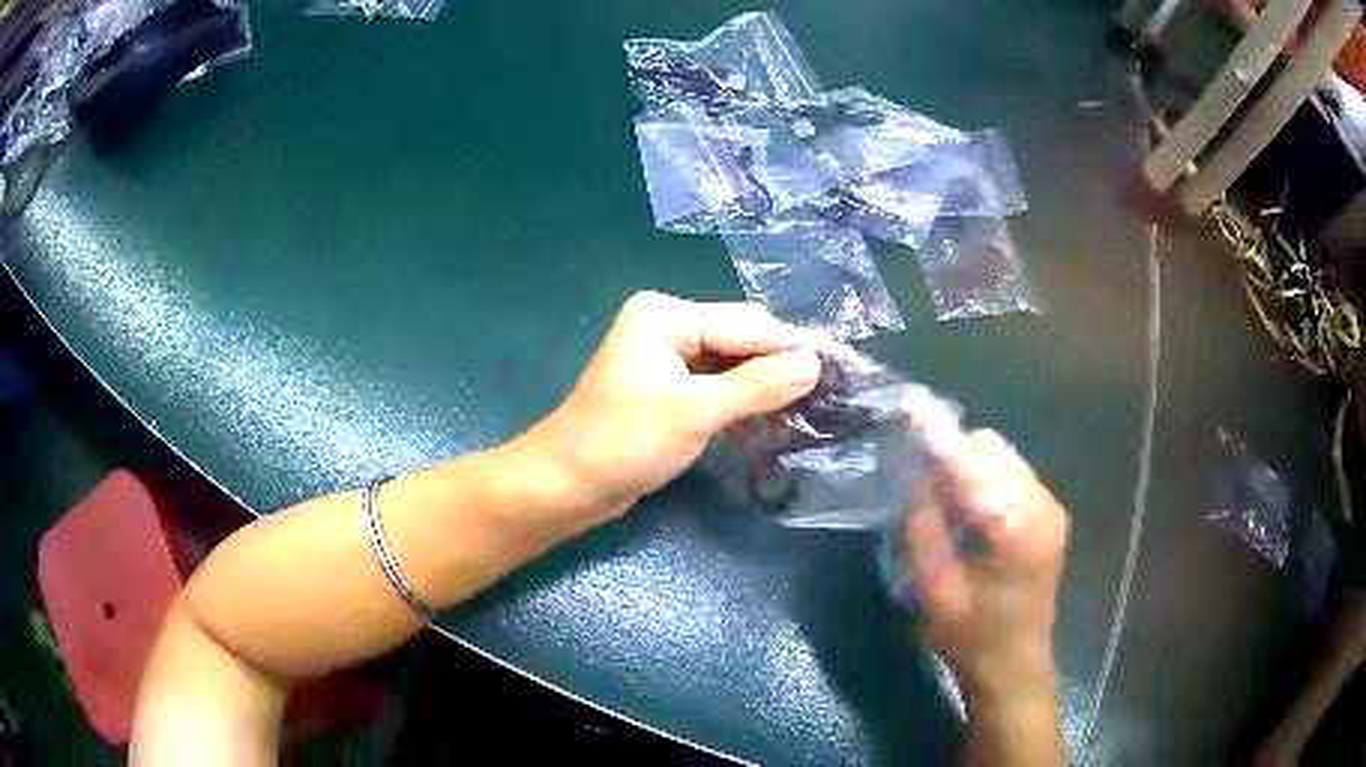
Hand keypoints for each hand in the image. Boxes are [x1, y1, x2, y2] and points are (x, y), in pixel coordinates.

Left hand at [524, 291, 822, 518]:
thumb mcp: (694, 412)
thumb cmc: (622, 442)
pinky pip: (720, 386)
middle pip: (743, 340)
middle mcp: (668, 326)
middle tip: (835, 386)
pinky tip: (773, 419)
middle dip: (784, 364)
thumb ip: (757, 385)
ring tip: (814, 403)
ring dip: (768, 385)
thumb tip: (815, 363)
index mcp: (666, 315)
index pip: (747, 326)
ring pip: (734, 365)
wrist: (567, 486)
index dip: (796, 345)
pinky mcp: (670, 390)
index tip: (845, 360)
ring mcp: (668, 358)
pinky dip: (746, 402)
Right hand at [903, 430, 1067, 702]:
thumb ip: (924, 529)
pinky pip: (1014, 475)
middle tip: (927, 489)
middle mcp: (1041, 507)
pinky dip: (989, 482)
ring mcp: (1051, 508)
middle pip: (992, 450)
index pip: (972, 467)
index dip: (939, 439)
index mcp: (1015, 530)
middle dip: (957, 458)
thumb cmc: (971, 637)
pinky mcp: (1052, 514)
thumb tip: (917, 475)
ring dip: (973, 470)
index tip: (912, 411)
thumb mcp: (935, 591)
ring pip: (1004, 458)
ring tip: (952, 507)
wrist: (1015, 665)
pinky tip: (976, 516)